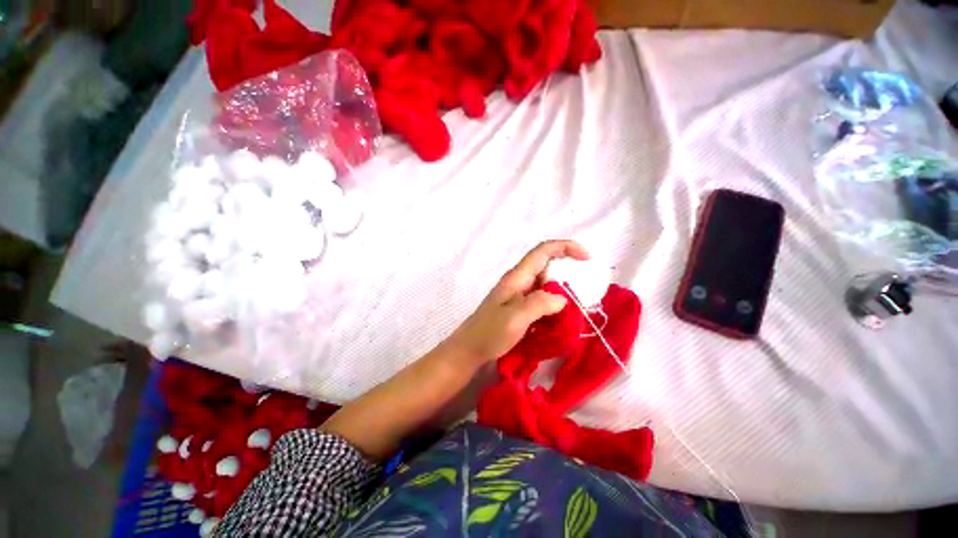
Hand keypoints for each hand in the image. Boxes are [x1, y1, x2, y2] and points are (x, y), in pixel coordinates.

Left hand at [447, 240, 589, 364]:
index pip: (543, 251)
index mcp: (517, 277)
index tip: (587, 258)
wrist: (469, 350)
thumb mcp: (515, 317)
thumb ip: (540, 304)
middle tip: (584, 288)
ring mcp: (517, 295)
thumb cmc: (489, 333)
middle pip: (546, 265)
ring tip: (577, 304)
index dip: (566, 247)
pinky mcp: (518, 307)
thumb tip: (562, 299)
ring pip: (545, 283)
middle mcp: (518, 281)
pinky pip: (541, 298)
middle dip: (567, 270)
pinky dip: (554, 302)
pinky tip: (561, 316)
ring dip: (562, 289)